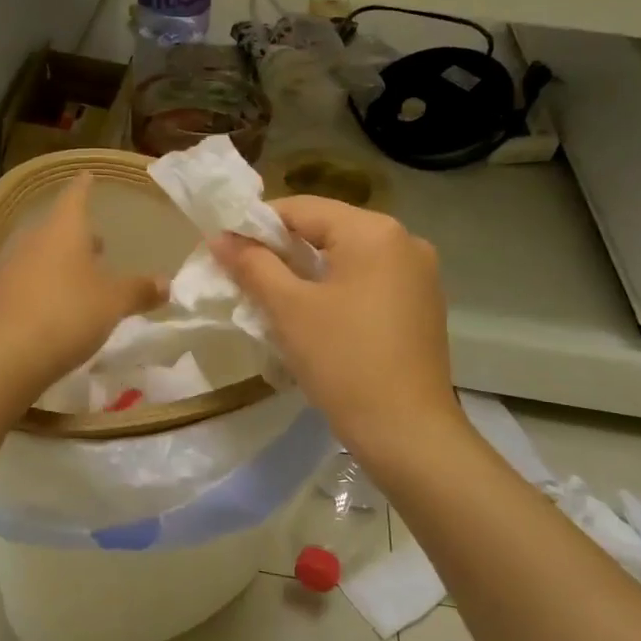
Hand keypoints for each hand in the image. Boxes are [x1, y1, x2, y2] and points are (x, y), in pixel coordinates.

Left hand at [0, 173, 165, 400]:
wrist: (5, 356)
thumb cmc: (67, 315)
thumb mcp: (113, 304)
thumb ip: (140, 291)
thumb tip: (167, 283)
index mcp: (62, 230)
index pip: (75, 196)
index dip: (84, 187)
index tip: (87, 177)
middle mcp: (31, 240)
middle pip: (55, 227)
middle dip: (75, 233)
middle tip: (95, 242)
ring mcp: (7, 267)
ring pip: (38, 254)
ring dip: (57, 261)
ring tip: (78, 277)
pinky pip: (23, 280)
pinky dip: (40, 285)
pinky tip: (51, 305)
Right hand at [211, 196, 458, 454]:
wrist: (407, 432)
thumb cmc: (343, 361)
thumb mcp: (289, 309)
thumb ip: (252, 265)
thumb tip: (219, 237)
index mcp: (374, 231)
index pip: (302, 208)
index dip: (256, 224)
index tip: (224, 249)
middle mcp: (404, 240)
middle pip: (327, 230)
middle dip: (281, 250)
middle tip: (243, 276)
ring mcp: (418, 274)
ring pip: (346, 258)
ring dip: (306, 272)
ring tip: (271, 299)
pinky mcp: (421, 305)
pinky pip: (367, 281)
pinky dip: (335, 290)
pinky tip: (313, 318)